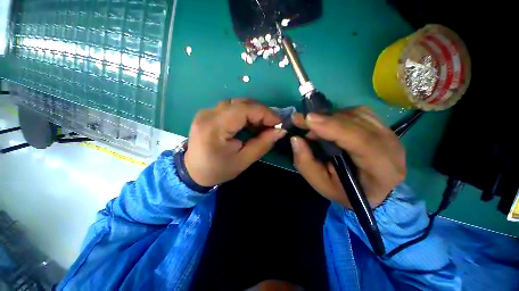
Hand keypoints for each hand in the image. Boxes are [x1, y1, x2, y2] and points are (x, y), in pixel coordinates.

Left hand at [184, 99, 285, 186]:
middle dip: (261, 112)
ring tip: (263, 125)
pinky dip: (244, 113)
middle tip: (272, 125)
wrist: (193, 172)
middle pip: (241, 103)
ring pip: (237, 103)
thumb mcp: (243, 160)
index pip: (244, 109)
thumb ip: (263, 144)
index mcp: (214, 127)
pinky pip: (231, 107)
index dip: (264, 113)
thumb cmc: (218, 170)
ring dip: (253, 112)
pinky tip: (250, 123)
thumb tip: (280, 131)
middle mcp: (208, 114)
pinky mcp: (208, 113)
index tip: (279, 122)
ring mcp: (206, 111)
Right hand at [290, 107, 405, 207]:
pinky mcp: (381, 126)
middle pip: (359, 123)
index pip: (362, 142)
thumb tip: (296, 138)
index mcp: (382, 170)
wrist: (368, 189)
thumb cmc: (344, 191)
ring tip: (313, 125)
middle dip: (327, 119)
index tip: (308, 119)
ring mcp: (389, 133)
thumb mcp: (320, 183)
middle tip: (302, 120)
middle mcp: (391, 147)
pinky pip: (358, 112)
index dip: (333, 127)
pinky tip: (327, 124)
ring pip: (358, 114)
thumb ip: (305, 163)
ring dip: (331, 117)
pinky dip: (338, 115)